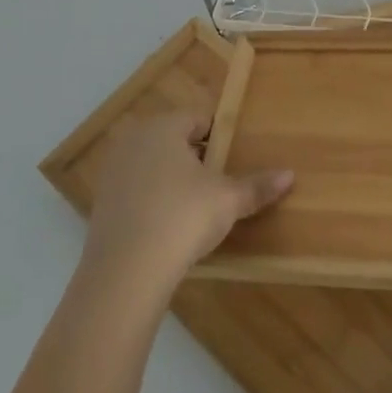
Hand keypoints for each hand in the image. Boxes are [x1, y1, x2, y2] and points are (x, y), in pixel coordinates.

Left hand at [82, 112, 293, 291]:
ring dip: (173, 179)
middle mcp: (133, 140)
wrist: (125, 273)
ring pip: (153, 165)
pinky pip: (136, 191)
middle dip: (196, 157)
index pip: (199, 119)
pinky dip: (153, 200)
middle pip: (174, 140)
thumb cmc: (182, 218)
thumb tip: (290, 175)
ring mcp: (112, 172)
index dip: (221, 137)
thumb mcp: (228, 200)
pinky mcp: (101, 203)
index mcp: (163, 127)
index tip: (234, 159)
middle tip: (219, 182)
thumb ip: (257, 186)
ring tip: (196, 206)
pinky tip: (169, 225)